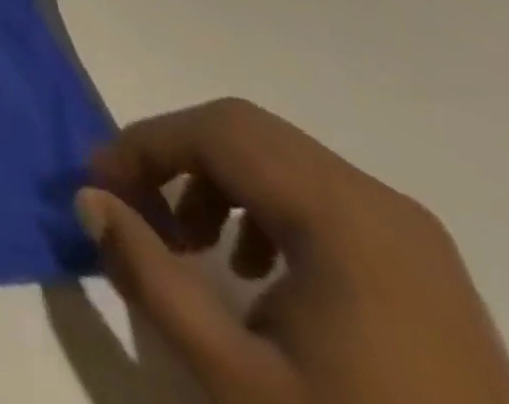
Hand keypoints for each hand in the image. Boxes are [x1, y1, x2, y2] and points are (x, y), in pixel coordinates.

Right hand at [77, 99, 508, 403]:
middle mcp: (377, 201)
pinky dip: (262, 204)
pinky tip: (254, 271)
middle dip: (174, 155)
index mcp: (340, 216)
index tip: (98, 187)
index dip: (143, 145)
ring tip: (189, 243)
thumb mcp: (237, 379)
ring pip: (278, 156)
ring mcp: (408, 231)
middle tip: (135, 208)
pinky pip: (318, 193)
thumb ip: (150, 277)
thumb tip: (87, 198)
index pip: (214, 132)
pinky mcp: (421, 263)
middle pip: (243, 130)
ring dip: (215, 178)